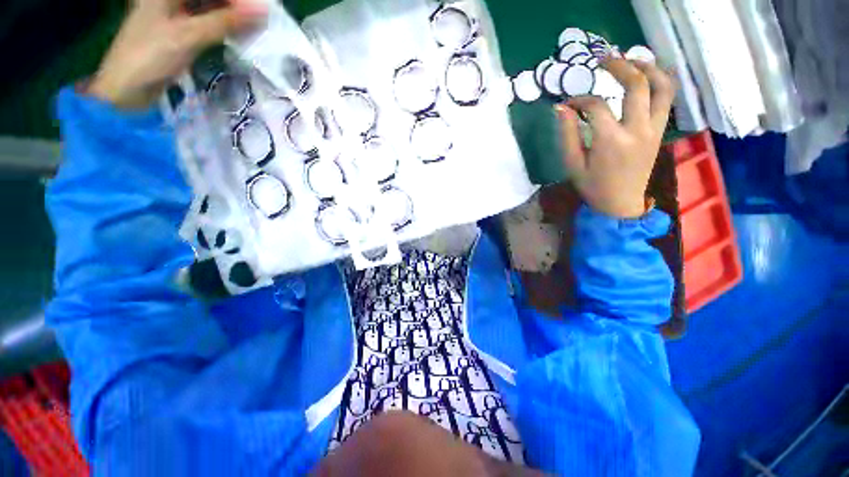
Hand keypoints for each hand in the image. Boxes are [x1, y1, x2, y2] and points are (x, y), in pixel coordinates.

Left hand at [89, 0, 265, 109]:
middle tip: (258, 19)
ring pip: (208, 7)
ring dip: (230, 16)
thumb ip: (226, 22)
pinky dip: (221, 26)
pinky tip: (236, 33)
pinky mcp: (177, 30)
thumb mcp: (189, 35)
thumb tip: (262, 12)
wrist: (126, 88)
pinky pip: (205, 21)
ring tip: (252, 27)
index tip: (258, 11)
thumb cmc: (150, 56)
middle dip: (235, 6)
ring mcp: (172, 12)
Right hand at [556, 58, 675, 217]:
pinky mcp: (659, 131)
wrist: (620, 203)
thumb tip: (561, 108)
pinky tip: (646, 76)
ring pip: (662, 87)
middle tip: (603, 60)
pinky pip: (666, 99)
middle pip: (637, 85)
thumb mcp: (573, 164)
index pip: (596, 107)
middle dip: (619, 67)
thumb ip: (567, 134)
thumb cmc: (592, 186)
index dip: (579, 100)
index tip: (567, 103)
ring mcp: (653, 129)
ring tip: (632, 59)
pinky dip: (660, 81)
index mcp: (611, 141)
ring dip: (648, 68)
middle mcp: (638, 130)